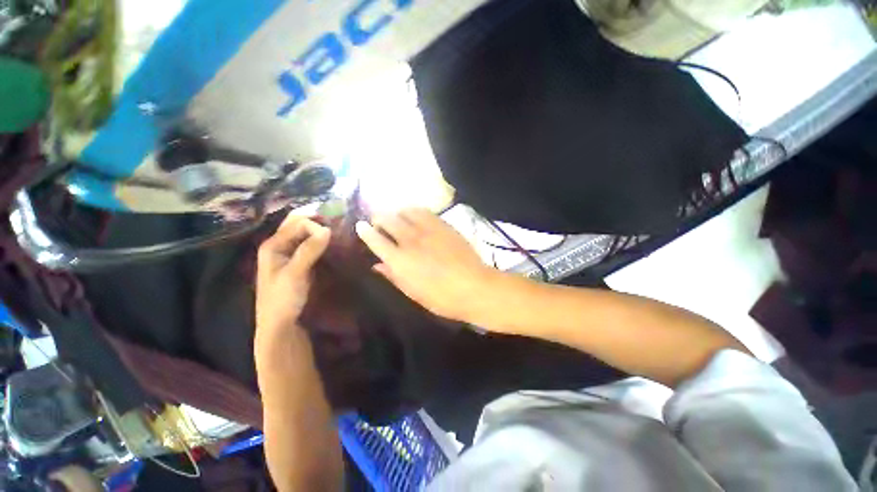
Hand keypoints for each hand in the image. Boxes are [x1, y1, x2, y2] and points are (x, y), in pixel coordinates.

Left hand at [256, 213, 329, 346]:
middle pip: (298, 224)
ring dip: (319, 229)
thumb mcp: (295, 274)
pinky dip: (320, 240)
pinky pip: (310, 244)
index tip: (332, 234)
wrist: (280, 324)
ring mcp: (289, 254)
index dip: (315, 225)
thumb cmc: (282, 299)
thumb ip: (309, 250)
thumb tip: (327, 229)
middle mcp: (279, 245)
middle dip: (316, 219)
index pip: (297, 223)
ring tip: (337, 228)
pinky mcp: (298, 262)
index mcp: (273, 245)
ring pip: (304, 234)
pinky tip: (332, 242)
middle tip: (337, 220)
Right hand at [355, 208, 498, 321]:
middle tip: (379, 223)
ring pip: (405, 211)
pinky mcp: (443, 225)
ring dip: (397, 213)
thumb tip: (377, 265)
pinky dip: (415, 211)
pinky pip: (425, 211)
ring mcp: (428, 230)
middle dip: (379, 218)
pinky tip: (416, 216)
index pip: (376, 240)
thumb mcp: (413, 293)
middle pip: (388, 219)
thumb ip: (393, 276)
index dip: (365, 231)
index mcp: (400, 261)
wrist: (475, 287)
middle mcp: (411, 241)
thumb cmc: (442, 298)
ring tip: (398, 218)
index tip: (361, 226)